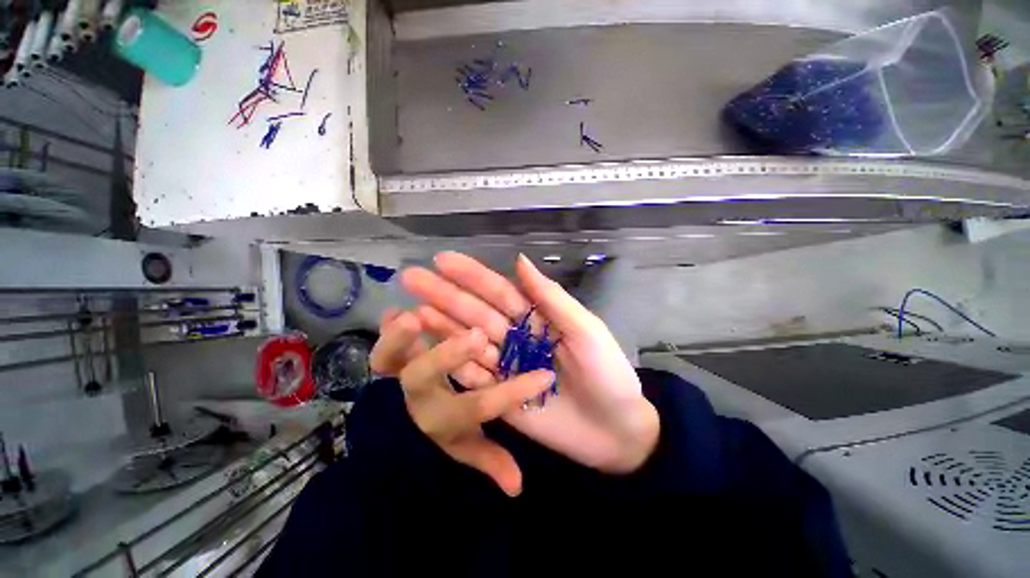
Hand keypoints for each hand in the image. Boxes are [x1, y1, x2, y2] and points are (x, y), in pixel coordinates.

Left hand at [370, 309, 554, 495]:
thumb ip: (489, 459)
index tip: (545, 376)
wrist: (392, 429)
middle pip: (428, 379)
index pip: (480, 406)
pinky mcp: (386, 359)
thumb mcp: (465, 446)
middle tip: (477, 336)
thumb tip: (517, 486)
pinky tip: (394, 310)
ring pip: (390, 360)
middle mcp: (418, 395)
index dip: (512, 394)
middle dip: (450, 357)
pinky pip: (378, 342)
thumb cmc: (440, 430)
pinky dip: (384, 327)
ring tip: (414, 319)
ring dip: (399, 340)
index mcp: (443, 417)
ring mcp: (397, 374)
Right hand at [400, 253, 659, 473]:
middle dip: (445, 295)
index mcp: (537, 317)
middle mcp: (516, 336)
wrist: (616, 431)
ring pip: (467, 339)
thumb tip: (519, 260)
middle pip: (476, 312)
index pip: (500, 291)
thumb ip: (551, 298)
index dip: (472, 275)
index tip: (442, 259)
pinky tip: (429, 347)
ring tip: (410, 309)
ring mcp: (506, 365)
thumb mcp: (585, 330)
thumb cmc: (607, 375)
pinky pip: (472, 374)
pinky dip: (451, 360)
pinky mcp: (500, 394)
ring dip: (440, 325)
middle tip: (412, 277)